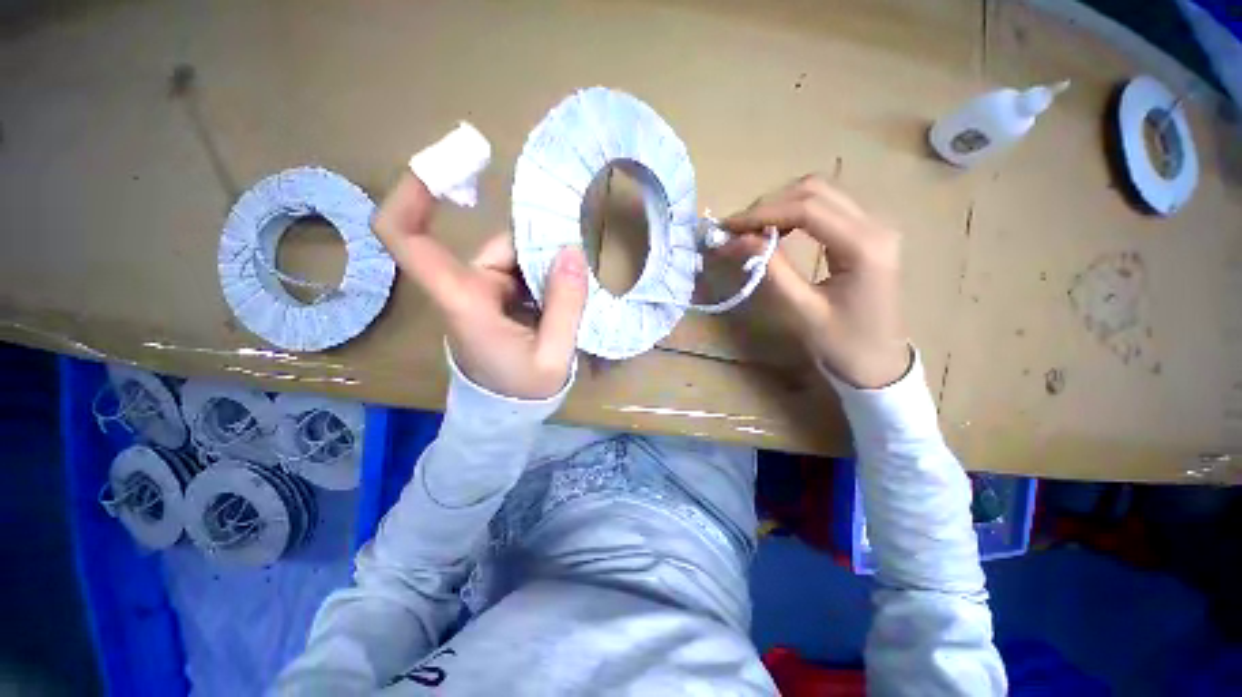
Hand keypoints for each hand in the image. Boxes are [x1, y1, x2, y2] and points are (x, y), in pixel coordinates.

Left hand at [373, 173, 588, 399]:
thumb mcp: (552, 357)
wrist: (507, 412)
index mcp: (466, 303)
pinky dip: (546, 276)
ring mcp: (483, 293)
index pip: (408, 240)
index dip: (413, 193)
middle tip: (581, 261)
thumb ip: (566, 307)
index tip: (447, 163)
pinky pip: (522, 272)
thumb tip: (572, 252)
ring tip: (580, 287)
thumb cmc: (523, 392)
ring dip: (548, 265)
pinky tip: (568, 292)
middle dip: (539, 247)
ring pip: (514, 257)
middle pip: (495, 245)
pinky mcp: (497, 299)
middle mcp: (467, 290)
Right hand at [721, 174, 909, 388]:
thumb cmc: (842, 344)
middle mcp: (875, 225)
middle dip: (769, 205)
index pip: (808, 208)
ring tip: (750, 230)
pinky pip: (826, 208)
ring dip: (780, 206)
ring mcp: (873, 226)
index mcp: (865, 246)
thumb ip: (772, 269)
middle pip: (815, 190)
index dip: (762, 213)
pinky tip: (775, 231)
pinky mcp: (865, 234)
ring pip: (820, 194)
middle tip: (736, 229)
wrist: (878, 362)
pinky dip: (793, 214)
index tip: (728, 227)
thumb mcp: (802, 310)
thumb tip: (738, 240)